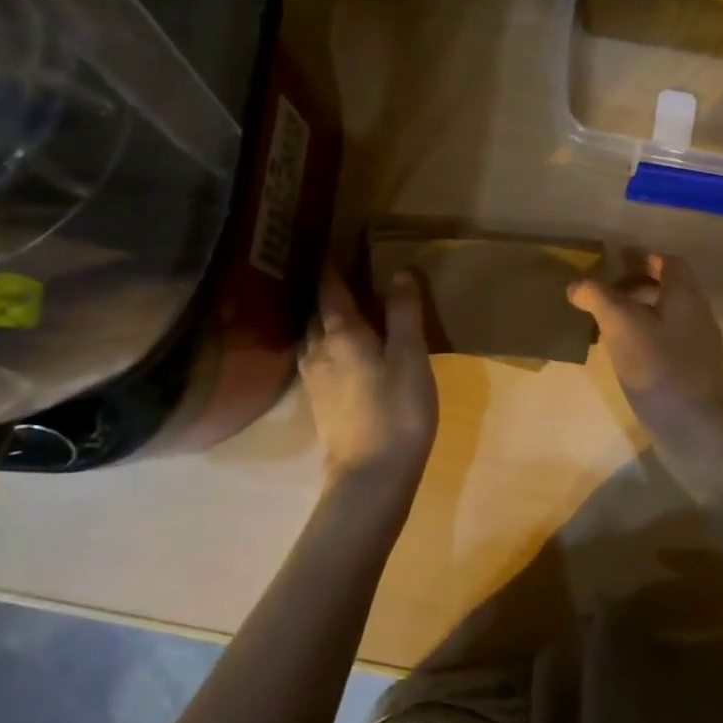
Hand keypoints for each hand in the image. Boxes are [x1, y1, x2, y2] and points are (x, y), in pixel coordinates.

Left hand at [299, 266, 438, 499]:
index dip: (333, 267)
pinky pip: (315, 359)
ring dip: (321, 319)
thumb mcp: (411, 357)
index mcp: (341, 333)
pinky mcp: (319, 403)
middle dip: (325, 292)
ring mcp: (314, 380)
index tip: (334, 246)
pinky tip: (338, 351)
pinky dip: (325, 344)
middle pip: (315, 312)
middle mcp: (319, 350)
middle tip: (340, 274)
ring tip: (338, 309)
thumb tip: (399, 272)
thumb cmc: (397, 410)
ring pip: (311, 337)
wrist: (370, 477)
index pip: (331, 290)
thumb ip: (404, 313)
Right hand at [567, 253, 722, 436]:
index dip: (643, 258)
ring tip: (605, 326)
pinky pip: (665, 341)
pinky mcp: (691, 372)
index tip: (615, 262)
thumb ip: (598, 297)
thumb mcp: (620, 324)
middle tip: (603, 295)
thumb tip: (577, 285)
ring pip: (665, 317)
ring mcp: (697, 346)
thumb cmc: (657, 366)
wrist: (692, 427)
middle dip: (635, 286)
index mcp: (686, 296)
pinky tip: (621, 355)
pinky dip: (642, 337)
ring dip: (637, 314)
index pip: (669, 262)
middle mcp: (697, 315)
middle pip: (667, 289)